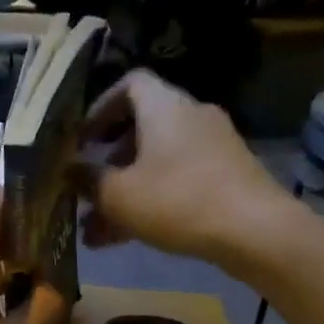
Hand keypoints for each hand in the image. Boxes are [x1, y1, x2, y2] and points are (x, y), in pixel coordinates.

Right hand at [75, 70, 301, 274]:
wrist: (255, 231)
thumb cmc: (178, 200)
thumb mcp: (119, 194)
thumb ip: (87, 180)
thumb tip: (67, 170)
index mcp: (164, 107)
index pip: (129, 84)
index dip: (100, 108)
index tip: (81, 139)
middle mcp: (190, 117)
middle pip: (141, 128)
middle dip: (108, 161)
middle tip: (86, 188)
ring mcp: (213, 147)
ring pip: (156, 162)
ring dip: (125, 190)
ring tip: (96, 230)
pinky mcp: (226, 176)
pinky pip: (177, 180)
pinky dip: (151, 201)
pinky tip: (126, 239)